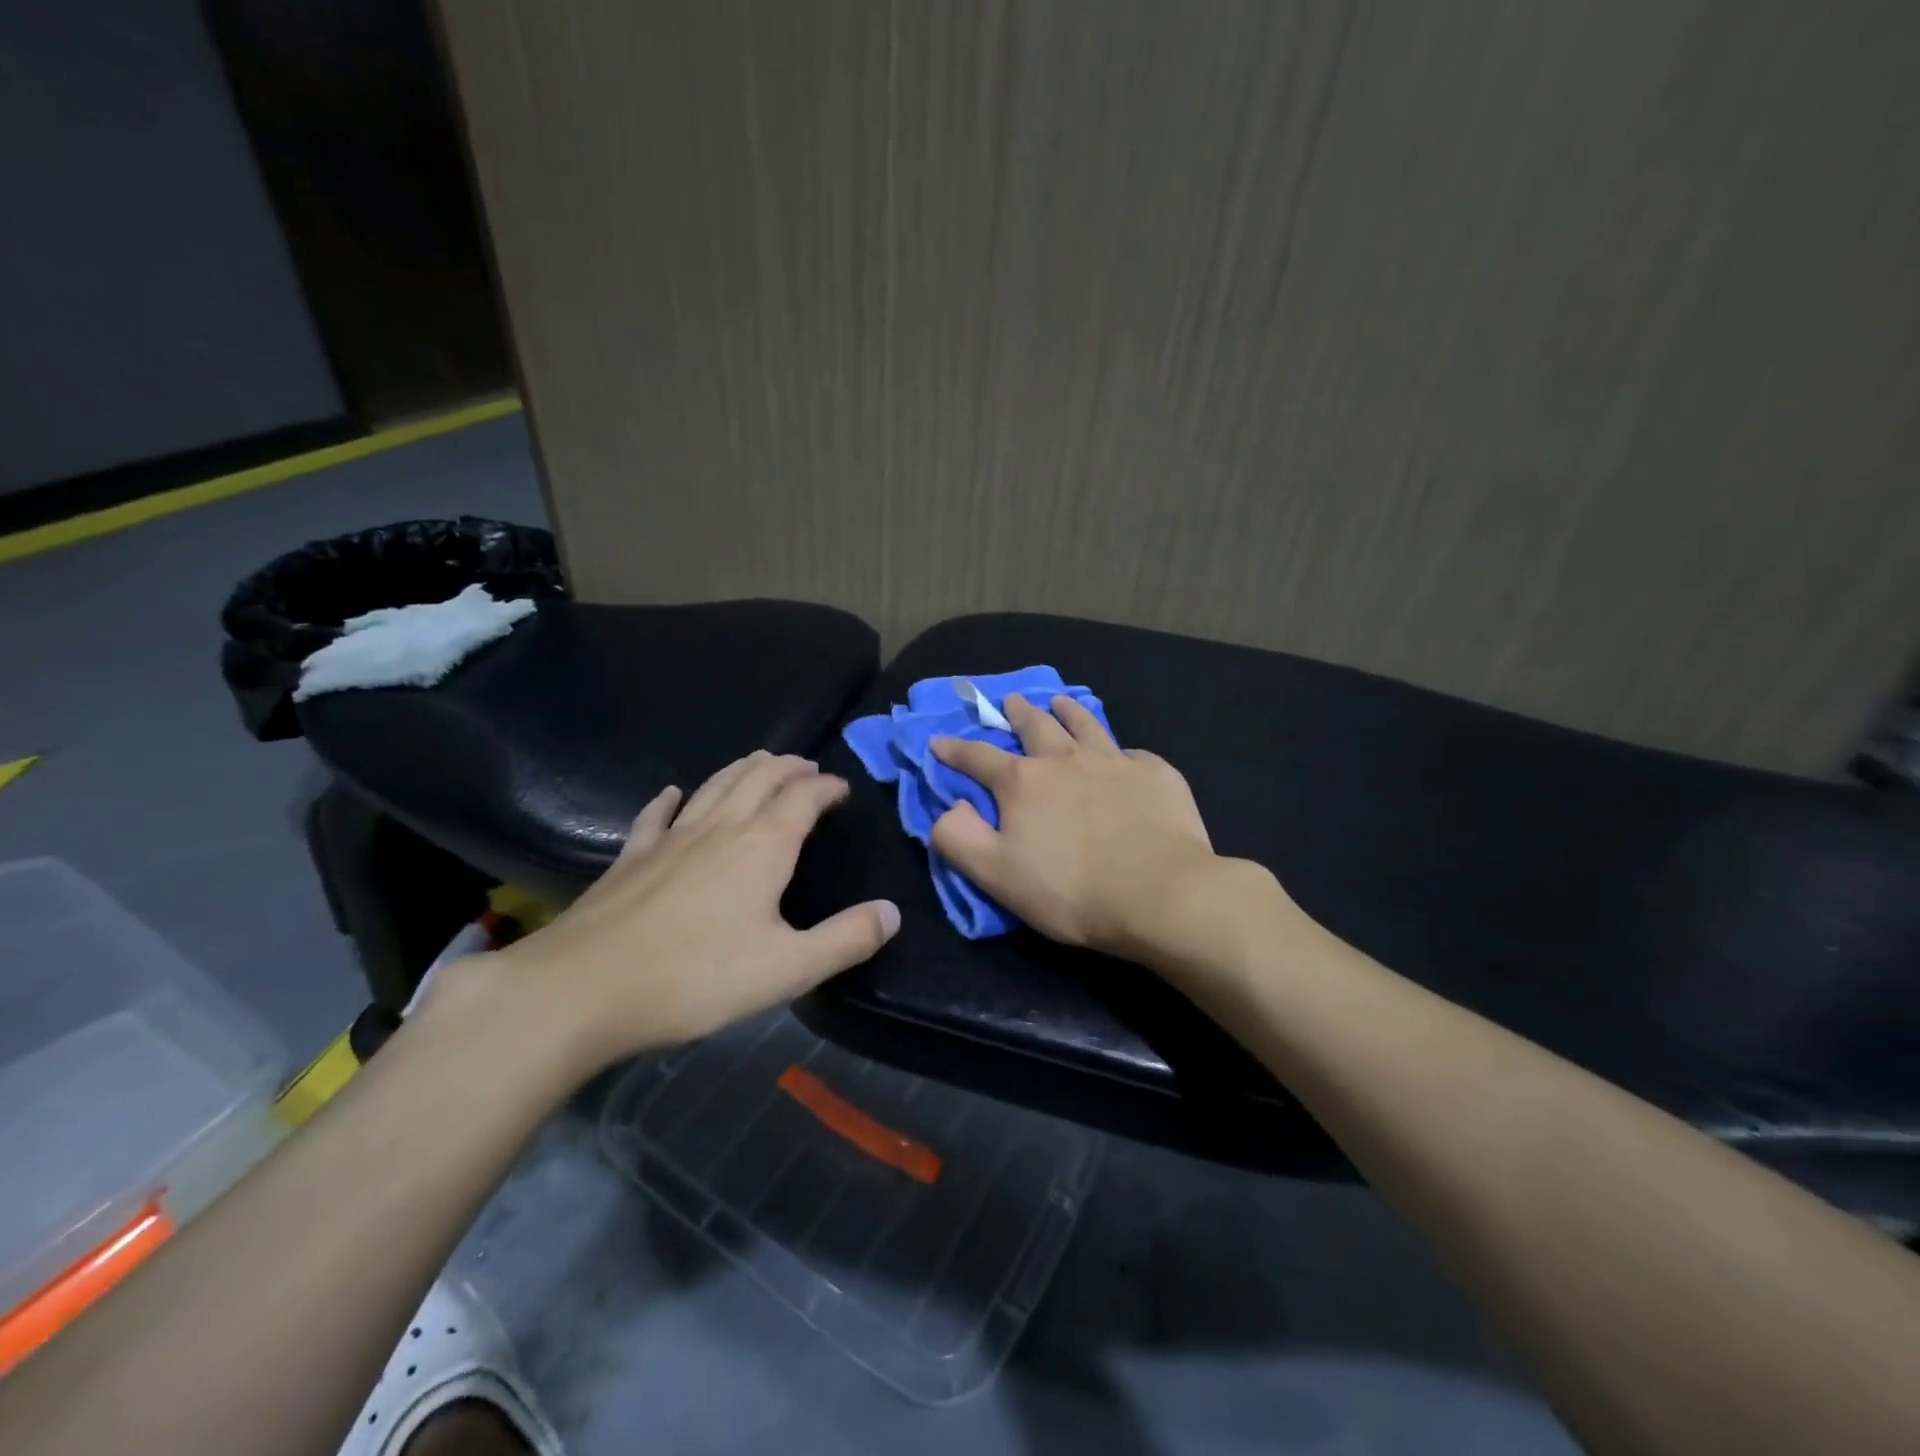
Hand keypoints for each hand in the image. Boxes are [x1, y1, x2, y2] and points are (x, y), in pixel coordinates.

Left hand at [426, 752, 899, 1074]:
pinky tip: (674, 794)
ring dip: (743, 770)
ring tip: (761, 762)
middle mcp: (720, 827)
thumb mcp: (787, 969)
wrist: (582, 989)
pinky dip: (672, 799)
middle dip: (788, 767)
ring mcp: (670, 838)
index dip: (827, 787)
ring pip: (715, 786)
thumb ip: (845, 940)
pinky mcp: (632, 858)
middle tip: (807, 767)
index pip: (803, 797)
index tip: (843, 788)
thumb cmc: (695, 978)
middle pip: (759, 778)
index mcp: (762, 846)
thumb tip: (893, 913)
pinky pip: (657, 815)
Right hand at [930, 695, 1256, 962]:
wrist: (1159, 894)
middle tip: (1010, 701)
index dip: (955, 749)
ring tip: (1060, 702)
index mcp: (1023, 782)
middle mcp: (1066, 759)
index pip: (978, 757)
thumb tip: (947, 807)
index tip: (939, 741)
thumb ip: (959, 838)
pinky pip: (1133, 753)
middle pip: (1036, 725)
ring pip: (1085, 725)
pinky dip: (1119, 751)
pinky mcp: (1155, 774)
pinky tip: (1123, 756)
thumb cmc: (1069, 890)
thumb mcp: (996, 874)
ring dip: (1068, 711)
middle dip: (1018, 712)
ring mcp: (1114, 762)